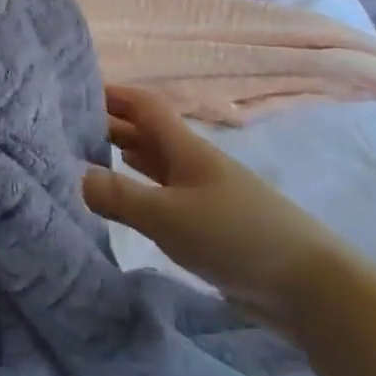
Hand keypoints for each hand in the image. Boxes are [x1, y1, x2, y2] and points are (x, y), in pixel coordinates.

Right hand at [82, 85, 331, 317]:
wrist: (306, 285)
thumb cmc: (235, 236)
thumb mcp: (169, 216)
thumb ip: (121, 196)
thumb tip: (76, 176)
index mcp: (186, 148)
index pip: (145, 106)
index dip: (115, 94)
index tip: (77, 90)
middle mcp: (192, 162)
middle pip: (148, 132)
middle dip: (112, 124)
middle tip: (69, 129)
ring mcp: (203, 193)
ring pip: (155, 163)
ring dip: (124, 154)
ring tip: (87, 156)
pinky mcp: (208, 224)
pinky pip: (163, 194)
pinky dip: (139, 188)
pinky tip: (125, 198)